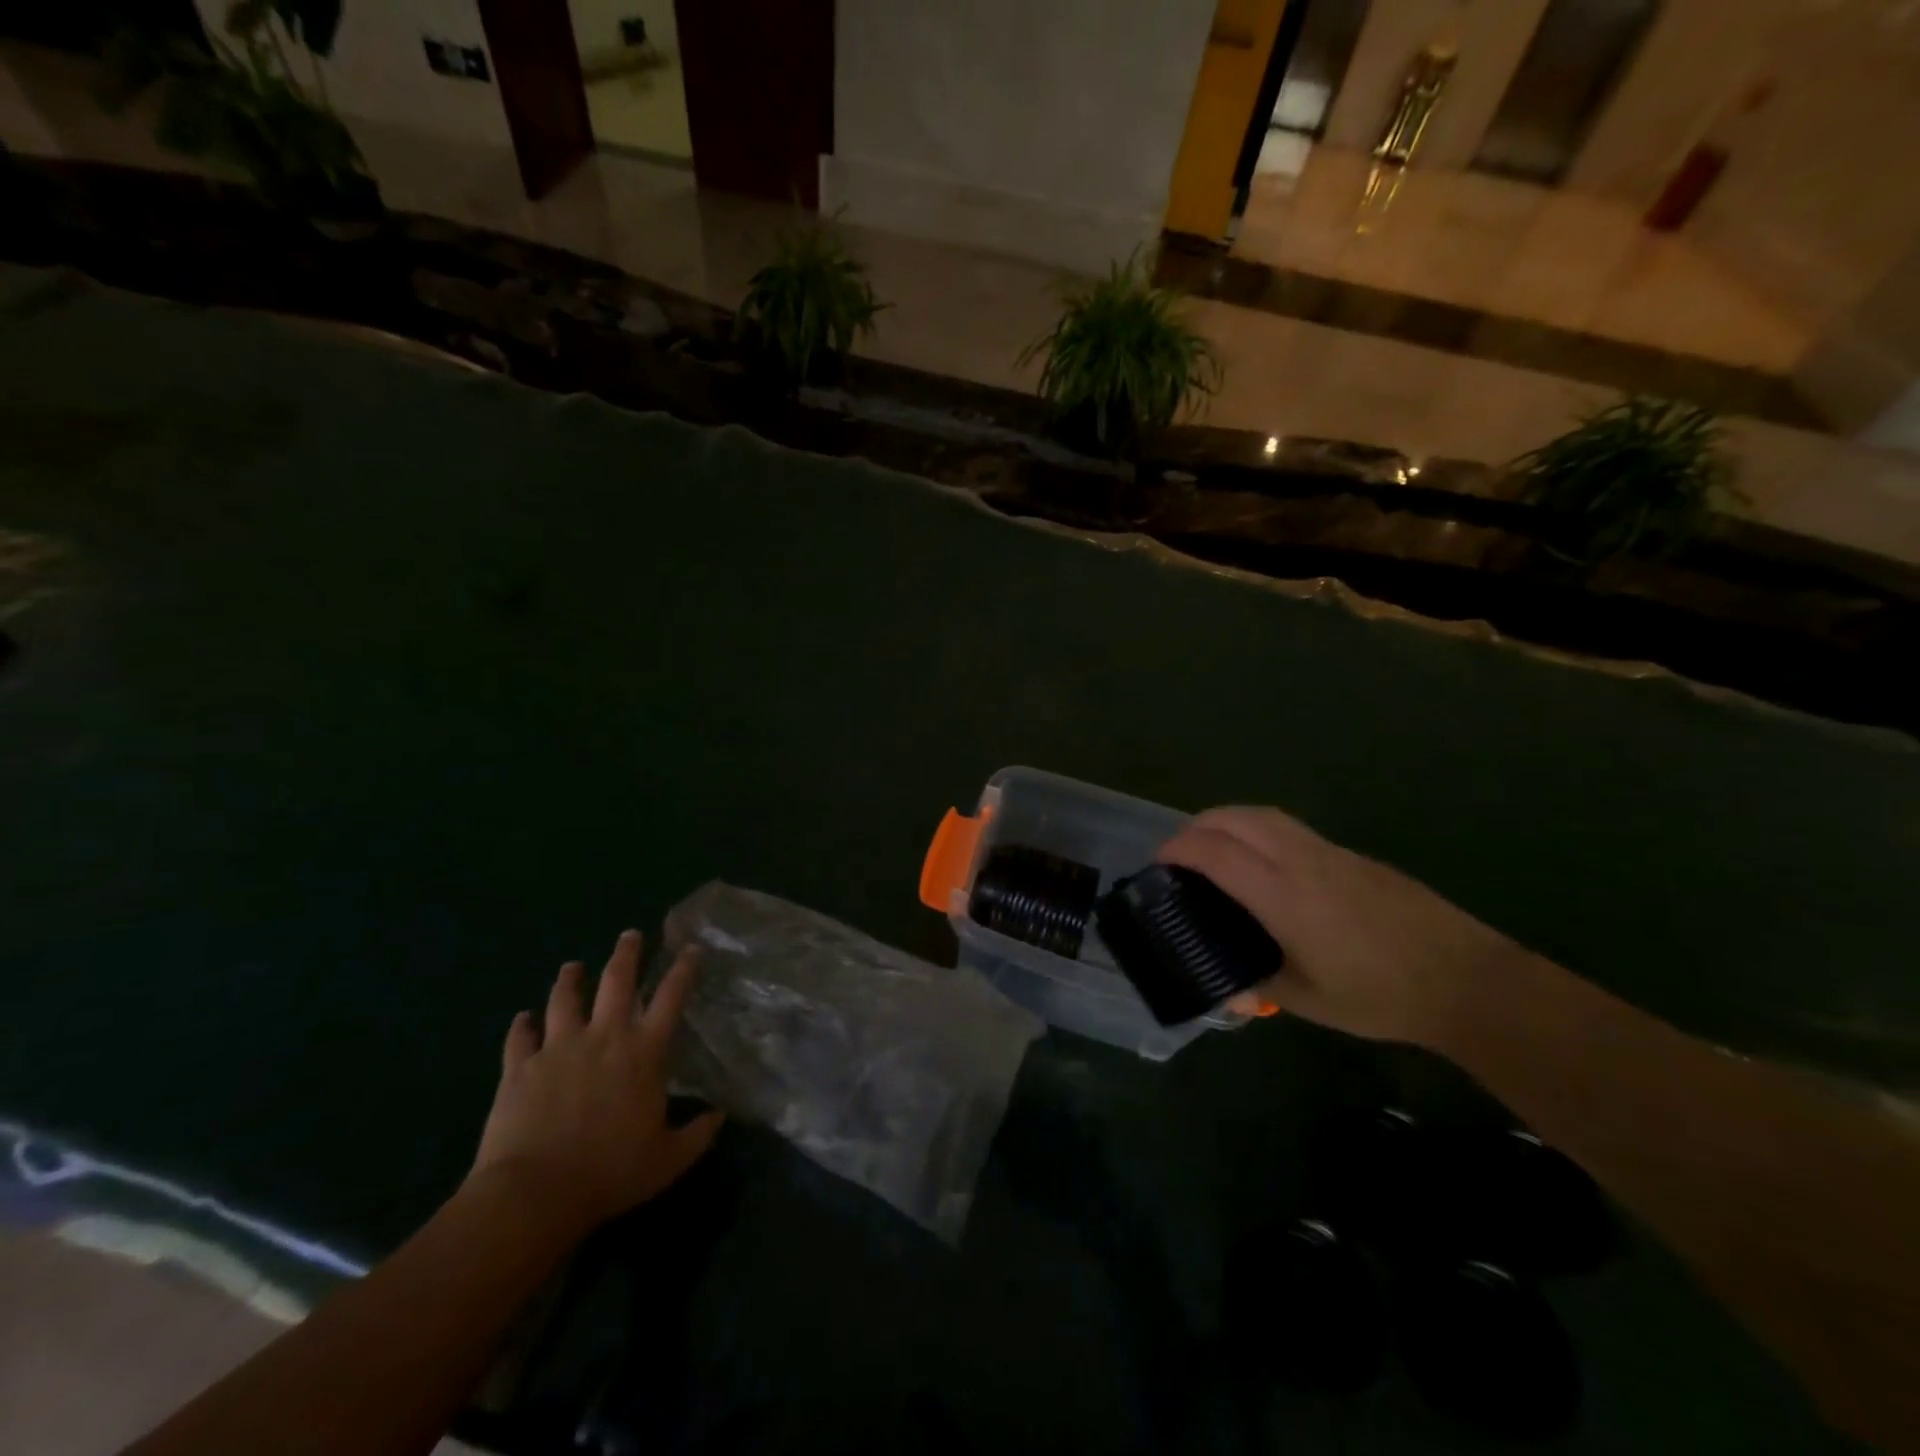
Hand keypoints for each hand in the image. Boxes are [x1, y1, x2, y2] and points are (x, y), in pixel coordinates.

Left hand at [469, 931, 722, 1232]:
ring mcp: (558, 1048)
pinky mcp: (520, 1068)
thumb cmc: (610, 1173)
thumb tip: (719, 1116)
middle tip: (630, 935)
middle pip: (617, 981)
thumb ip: (697, 1135)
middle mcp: (604, 1037)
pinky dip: (522, 1025)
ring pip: (565, 999)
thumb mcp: (668, 1160)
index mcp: (643, 1052)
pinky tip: (522, 1019)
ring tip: (573, 966)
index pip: (670, 997)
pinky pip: (519, 1037)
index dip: (683, 969)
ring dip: (570, 979)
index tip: (690, 948)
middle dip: (626, 953)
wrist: (534, 1194)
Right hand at [1156, 807, 1521, 1047]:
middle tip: (1179, 852)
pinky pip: (1291, 828)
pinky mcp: (1353, 856)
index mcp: (1284, 895)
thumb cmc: (1381, 995)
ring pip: (1265, 815)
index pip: (1216, 852)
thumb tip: (1229, 989)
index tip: (1159, 863)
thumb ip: (1260, 985)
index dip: (1179, 849)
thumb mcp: (1310, 1000)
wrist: (1467, 980)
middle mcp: (1302, 861)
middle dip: (1197, 825)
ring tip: (1213, 848)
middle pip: (1236, 818)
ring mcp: (1331, 852)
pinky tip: (1264, 864)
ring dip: (1228, 821)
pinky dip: (1259, 831)